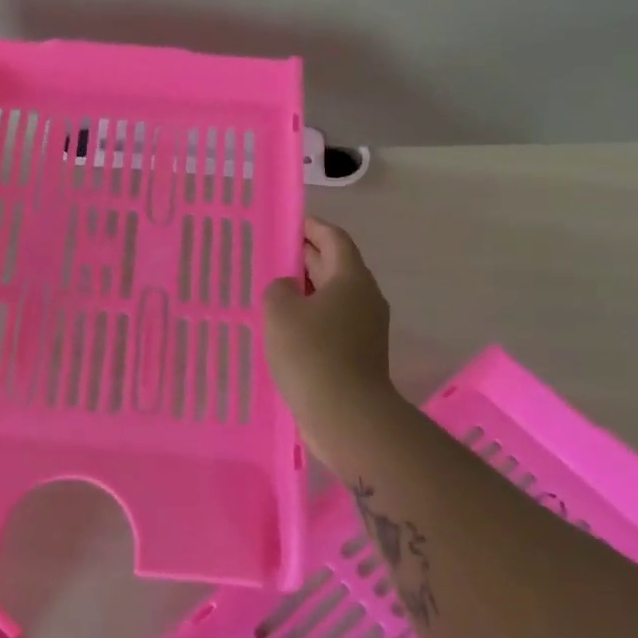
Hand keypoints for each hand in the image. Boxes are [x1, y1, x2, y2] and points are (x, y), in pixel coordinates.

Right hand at [263, 219, 394, 461]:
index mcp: (351, 278)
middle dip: (306, 256)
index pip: (334, 238)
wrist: (346, 416)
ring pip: (333, 297)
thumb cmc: (312, 353)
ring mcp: (365, 328)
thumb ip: (279, 289)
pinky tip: (284, 328)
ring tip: (273, 290)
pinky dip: (310, 316)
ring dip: (306, 290)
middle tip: (273, 252)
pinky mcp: (358, 354)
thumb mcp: (280, 310)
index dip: (312, 226)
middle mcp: (364, 298)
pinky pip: (332, 323)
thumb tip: (289, 291)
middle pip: (335, 265)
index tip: (289, 222)